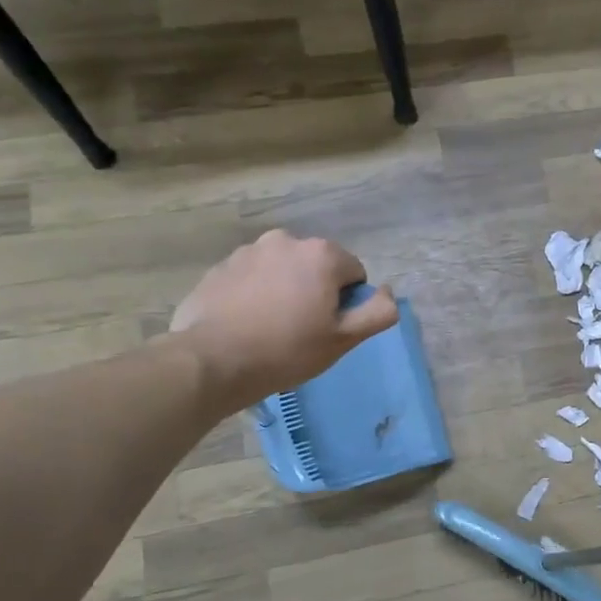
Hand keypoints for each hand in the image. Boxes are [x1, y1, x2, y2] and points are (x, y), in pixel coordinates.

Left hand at [170, 231, 398, 411]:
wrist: (212, 360)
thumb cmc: (287, 349)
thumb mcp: (344, 339)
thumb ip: (378, 312)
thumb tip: (388, 293)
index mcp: (322, 254)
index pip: (354, 274)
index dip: (347, 303)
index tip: (328, 327)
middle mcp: (286, 240)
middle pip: (317, 267)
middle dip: (316, 291)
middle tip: (302, 329)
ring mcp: (248, 251)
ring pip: (283, 270)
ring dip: (285, 290)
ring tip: (271, 327)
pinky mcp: (220, 267)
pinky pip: (252, 278)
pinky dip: (256, 294)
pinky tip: (246, 323)